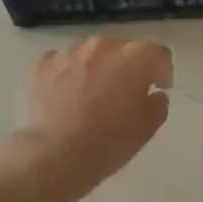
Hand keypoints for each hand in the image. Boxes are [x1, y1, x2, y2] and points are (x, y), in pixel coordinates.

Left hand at [8, 37, 173, 198]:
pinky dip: (66, 76)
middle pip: (122, 49)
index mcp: (134, 57)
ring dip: (96, 69)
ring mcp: (67, 53)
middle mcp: (101, 46)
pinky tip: (64, 98)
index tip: (160, 87)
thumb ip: (157, 105)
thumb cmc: (108, 143)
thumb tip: (154, 95)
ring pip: (89, 55)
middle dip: (127, 67)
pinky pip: (60, 64)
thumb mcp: (146, 129)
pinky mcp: (40, 65)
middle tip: (125, 93)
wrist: (54, 155)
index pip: (158, 54)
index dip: (162, 70)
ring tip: (91, 96)